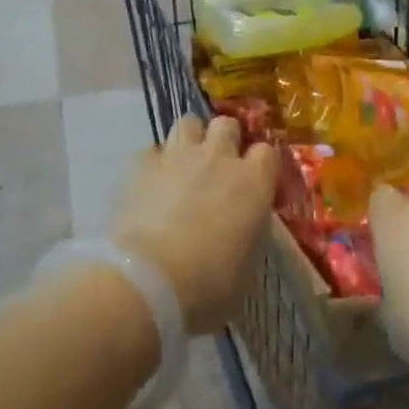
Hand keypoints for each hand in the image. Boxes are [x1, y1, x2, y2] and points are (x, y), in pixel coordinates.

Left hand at [111, 116, 279, 333]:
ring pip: (188, 123)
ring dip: (190, 140)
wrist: (149, 282)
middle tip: (218, 166)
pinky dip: (155, 163)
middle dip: (224, 139)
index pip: (267, 152)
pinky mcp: (141, 164)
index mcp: (253, 182)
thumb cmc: (209, 286)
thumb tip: (242, 230)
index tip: (255, 182)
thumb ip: (248, 235)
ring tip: (184, 164)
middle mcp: (218, 157)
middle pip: (226, 125)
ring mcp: (178, 156)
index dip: (260, 165)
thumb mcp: (247, 268)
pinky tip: (152, 183)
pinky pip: (152, 150)